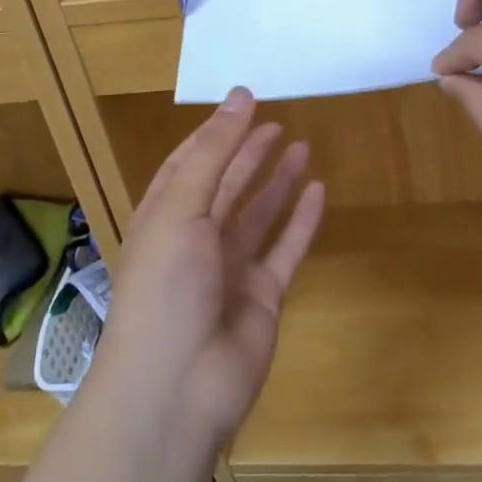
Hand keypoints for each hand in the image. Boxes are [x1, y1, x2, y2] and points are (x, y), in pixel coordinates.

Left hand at [95, 88, 325, 445]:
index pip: (189, 162)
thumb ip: (214, 151)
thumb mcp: (181, 207)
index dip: (215, 133)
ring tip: (302, 147)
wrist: (178, 386)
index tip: (244, 102)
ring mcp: (230, 269)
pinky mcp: (262, 296)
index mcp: (164, 216)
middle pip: (227, 185)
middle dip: (248, 153)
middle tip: (278, 122)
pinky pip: (285, 249)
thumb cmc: (166, 286)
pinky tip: (318, 192)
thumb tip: (240, 94)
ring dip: (277, 182)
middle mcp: (195, 238)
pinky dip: (301, 221)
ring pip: (258, 214)